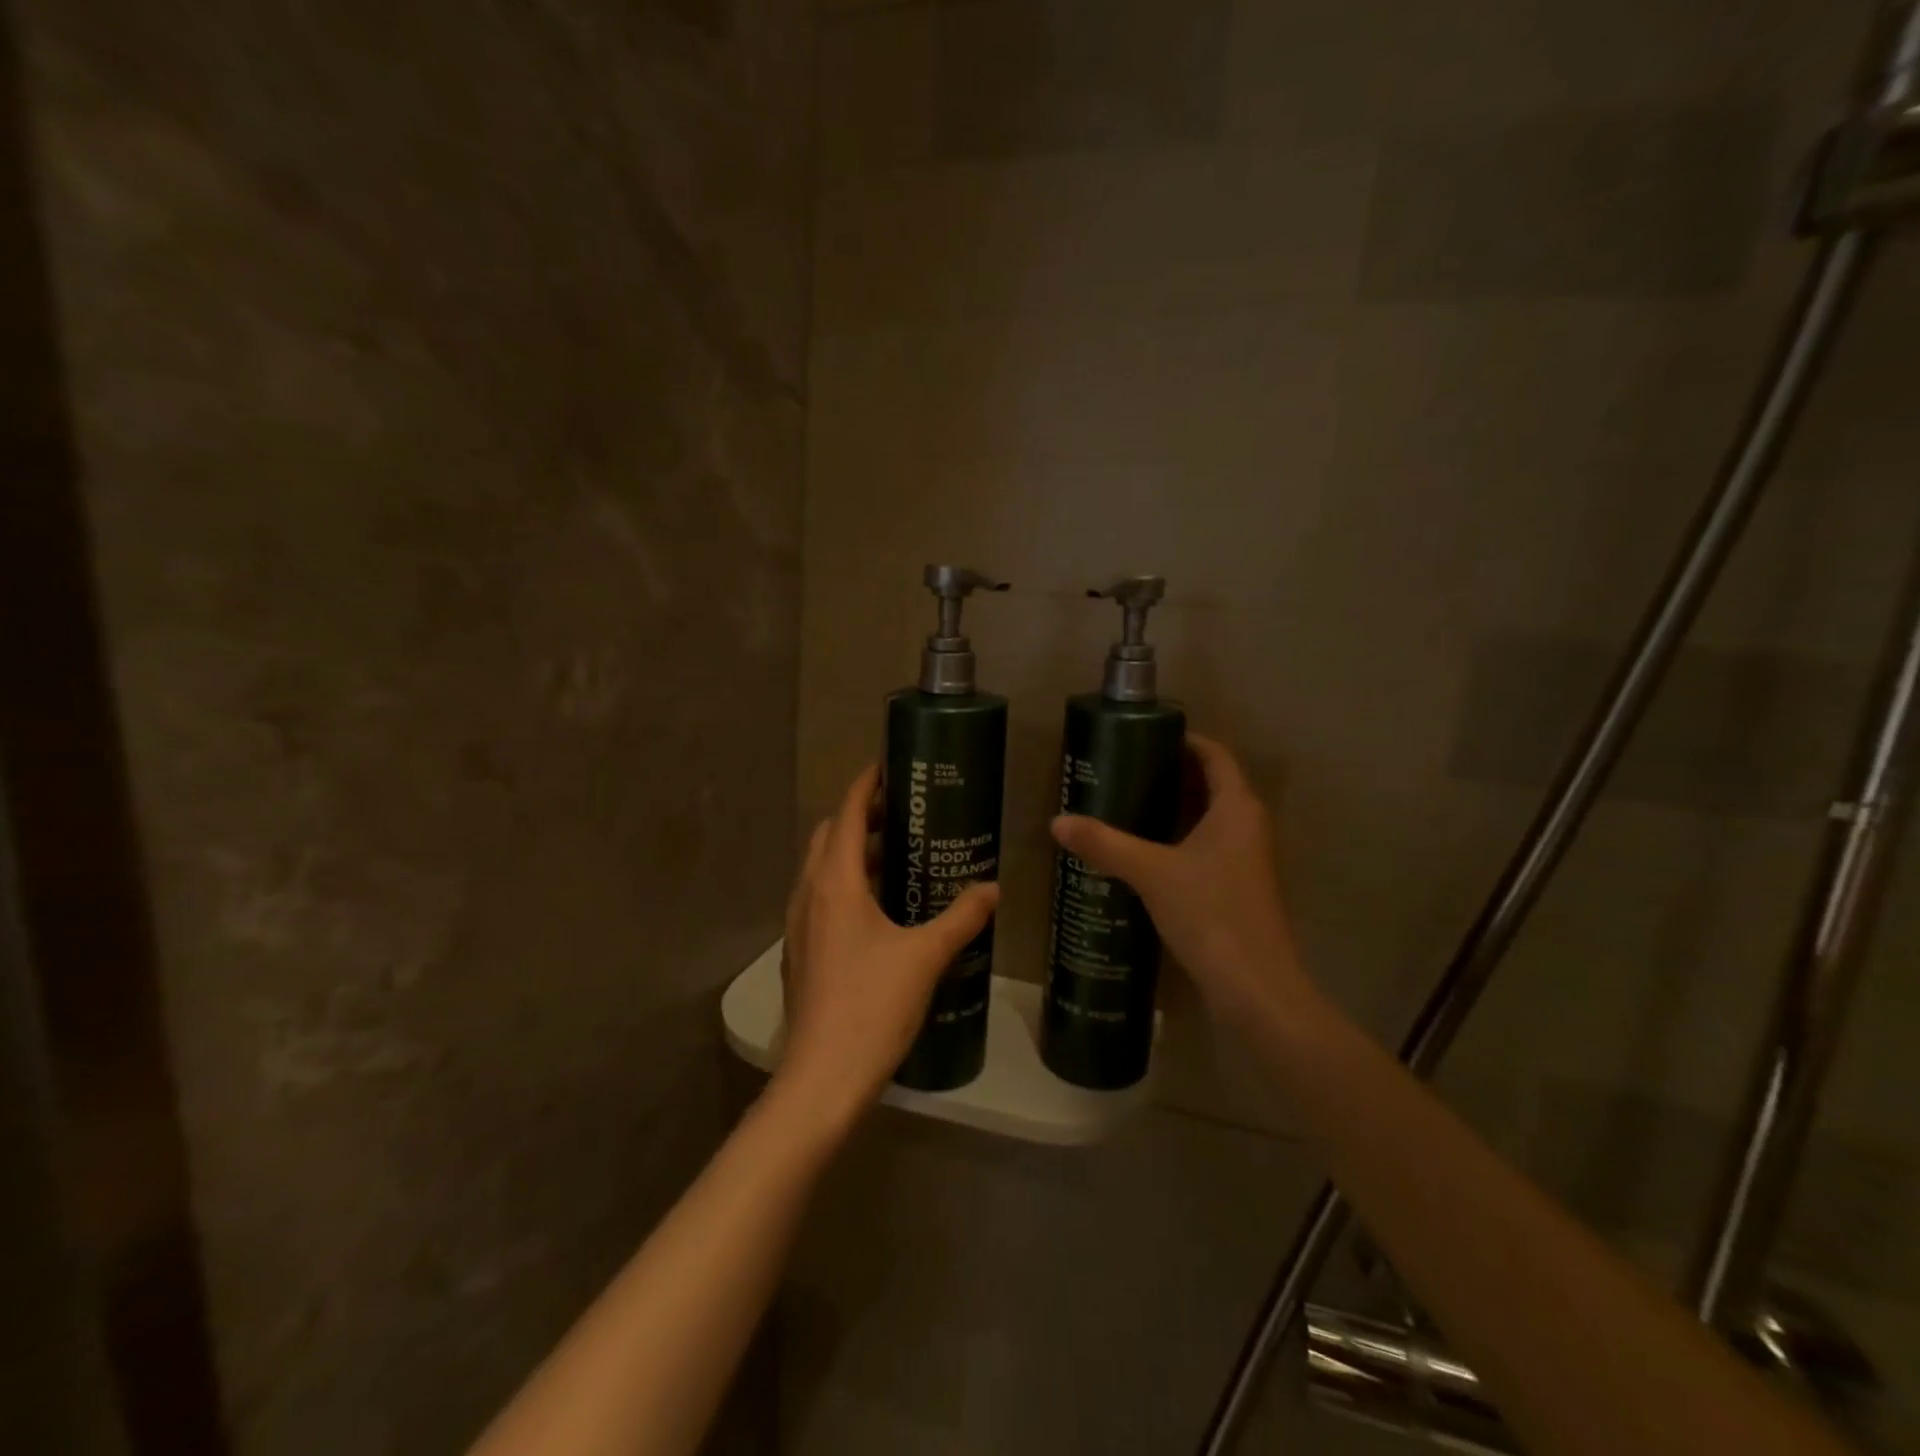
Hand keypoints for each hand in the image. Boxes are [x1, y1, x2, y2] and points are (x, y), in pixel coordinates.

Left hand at [775, 765, 999, 1128]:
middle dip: (860, 816)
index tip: (887, 768)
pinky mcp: (800, 952)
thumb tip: (993, 888)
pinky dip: (844, 884)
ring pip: (821, 868)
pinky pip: (819, 898)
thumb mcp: (926, 957)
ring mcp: (798, 925)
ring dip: (852, 852)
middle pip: (829, 836)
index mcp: (835, 884)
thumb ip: (962, 917)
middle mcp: (808, 895)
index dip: (864, 786)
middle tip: (902, 814)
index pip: (847, 815)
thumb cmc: (873, 1006)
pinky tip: (878, 909)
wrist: (822, 1077)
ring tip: (896, 856)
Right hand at [1049, 733, 1311, 1023]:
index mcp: (1237, 808)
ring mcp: (1248, 860)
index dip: (1185, 741)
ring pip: (1211, 818)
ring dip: (1176, 808)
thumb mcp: (1150, 873)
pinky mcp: (1239, 888)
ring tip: (1128, 805)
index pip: (1215, 755)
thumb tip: (1057, 822)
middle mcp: (1249, 826)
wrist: (1254, 988)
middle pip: (1213, 784)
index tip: (1145, 736)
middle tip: (1125, 770)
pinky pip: (1209, 847)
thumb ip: (1104, 844)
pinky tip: (1146, 853)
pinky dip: (1181, 839)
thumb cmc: (1210, 914)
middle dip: (1172, 774)